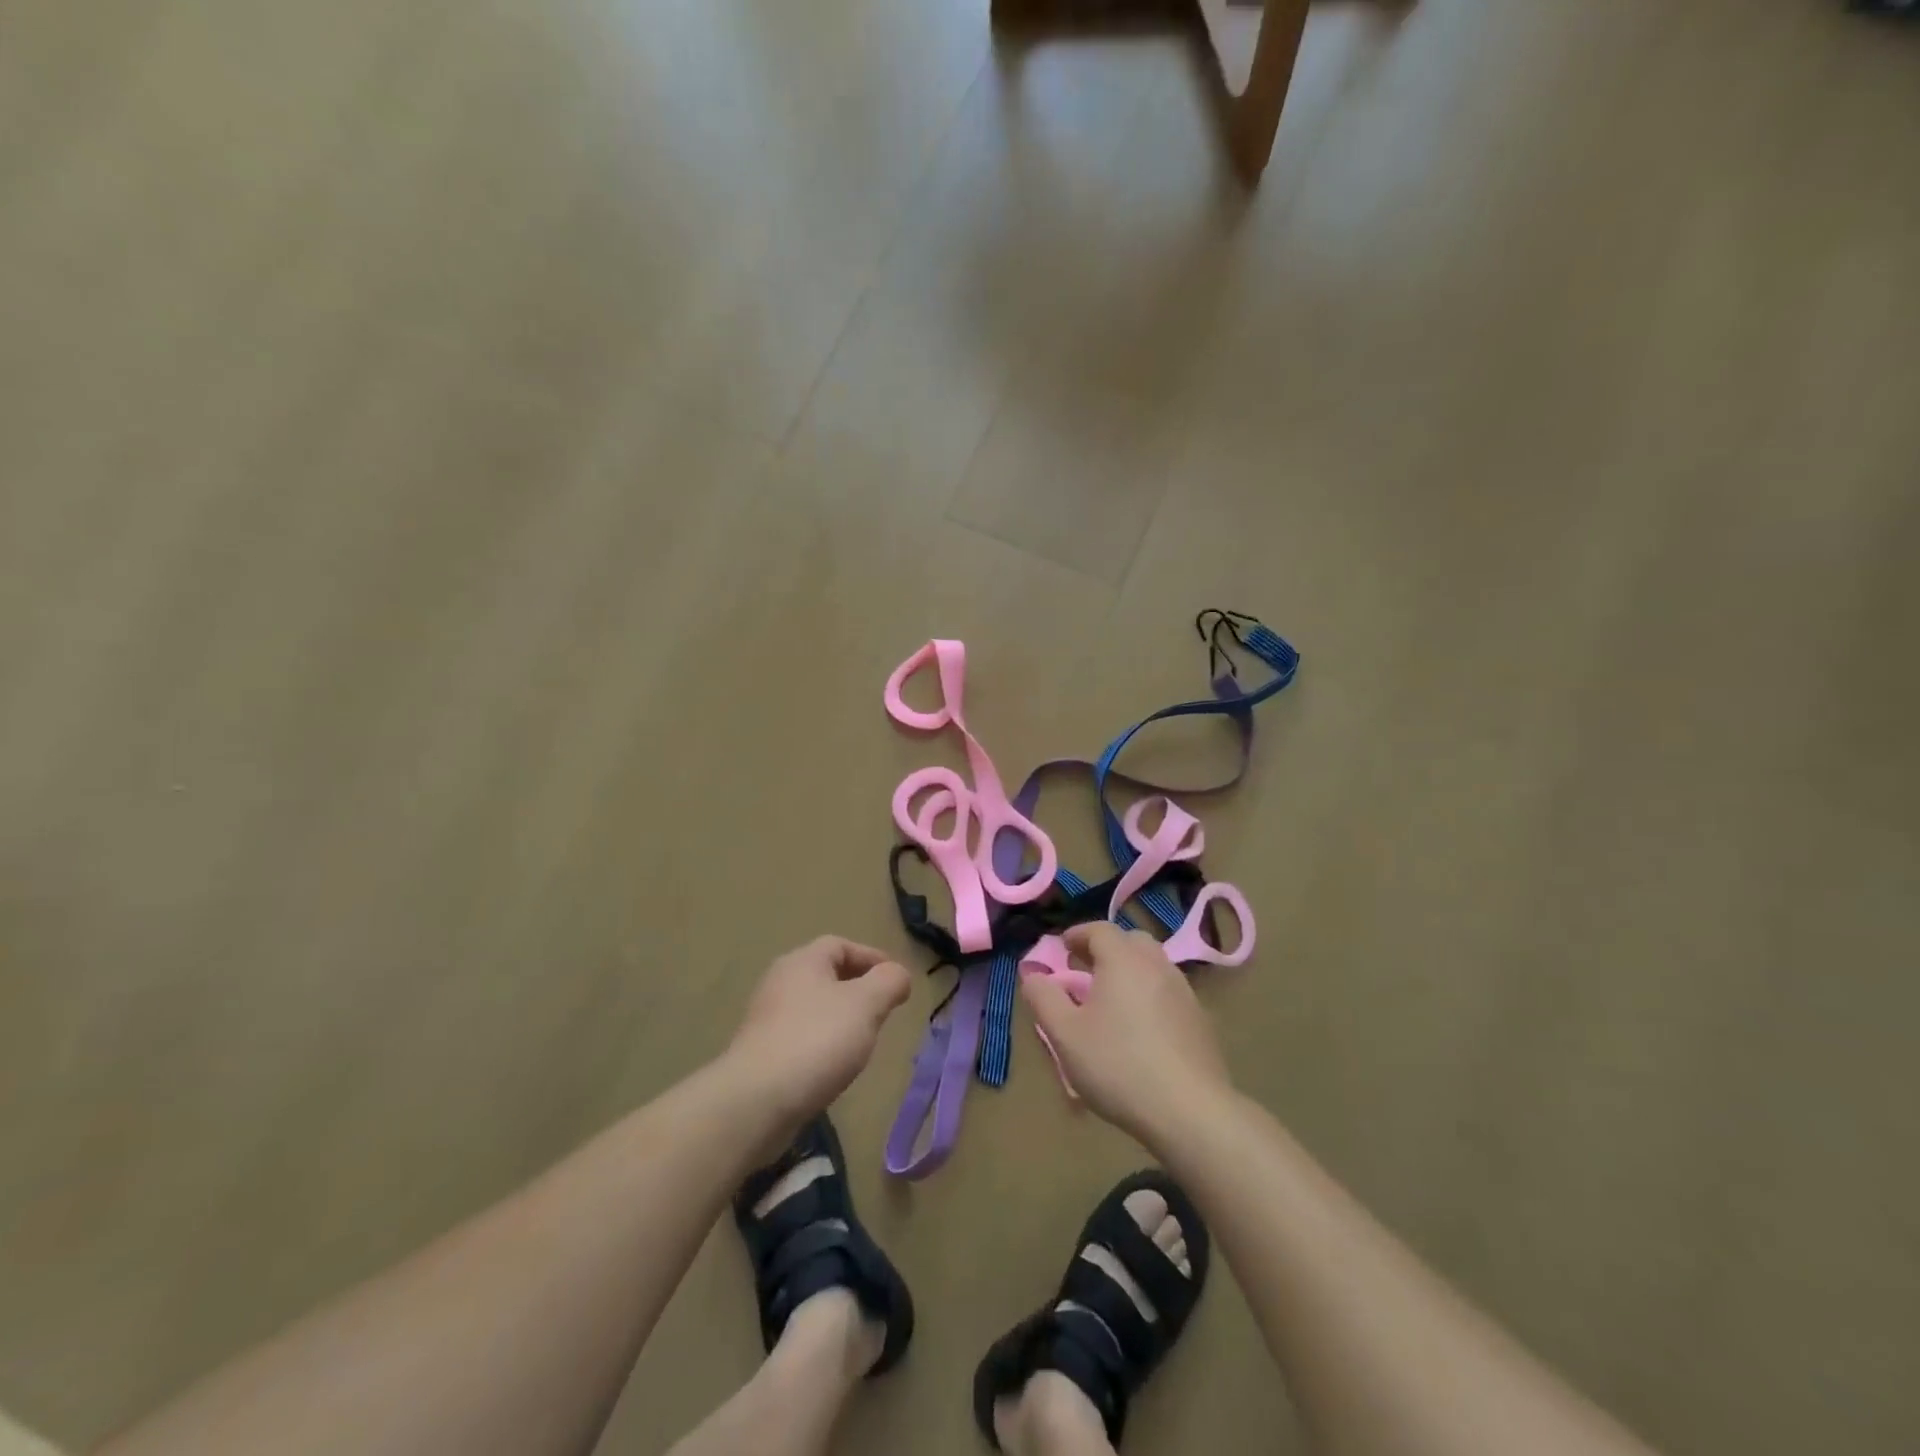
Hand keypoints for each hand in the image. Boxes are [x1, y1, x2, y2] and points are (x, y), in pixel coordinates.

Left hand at [727, 936, 911, 1129]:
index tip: (896, 980)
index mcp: (803, 961)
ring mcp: (766, 1018)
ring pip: (813, 1007)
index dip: (872, 957)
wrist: (756, 1101)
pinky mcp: (760, 1053)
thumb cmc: (817, 1040)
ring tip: (863, 1039)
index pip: (841, 944)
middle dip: (858, 988)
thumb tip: (898, 974)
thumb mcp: (866, 1004)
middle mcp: (780, 982)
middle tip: (883, 1009)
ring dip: (840, 1017)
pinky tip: (834, 1066)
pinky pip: (800, 1036)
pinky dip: (822, 1042)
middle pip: (825, 974)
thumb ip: (889, 982)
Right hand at [1020, 922, 1234, 1148]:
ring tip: (1111, 1002)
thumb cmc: (1118, 1065)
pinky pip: (1168, 993)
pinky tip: (1140, 1030)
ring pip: (1153, 966)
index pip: (1099, 930)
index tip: (1062, 949)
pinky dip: (1150, 996)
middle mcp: (1157, 965)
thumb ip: (1043, 998)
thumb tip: (1032, 974)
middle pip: (1131, 941)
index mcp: (1123, 960)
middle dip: (1106, 949)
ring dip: (1130, 972)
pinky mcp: (1200, 1020)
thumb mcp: (1065, 1034)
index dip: (1078, 934)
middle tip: (1086, 971)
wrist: (1190, 1111)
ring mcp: (1184, 992)